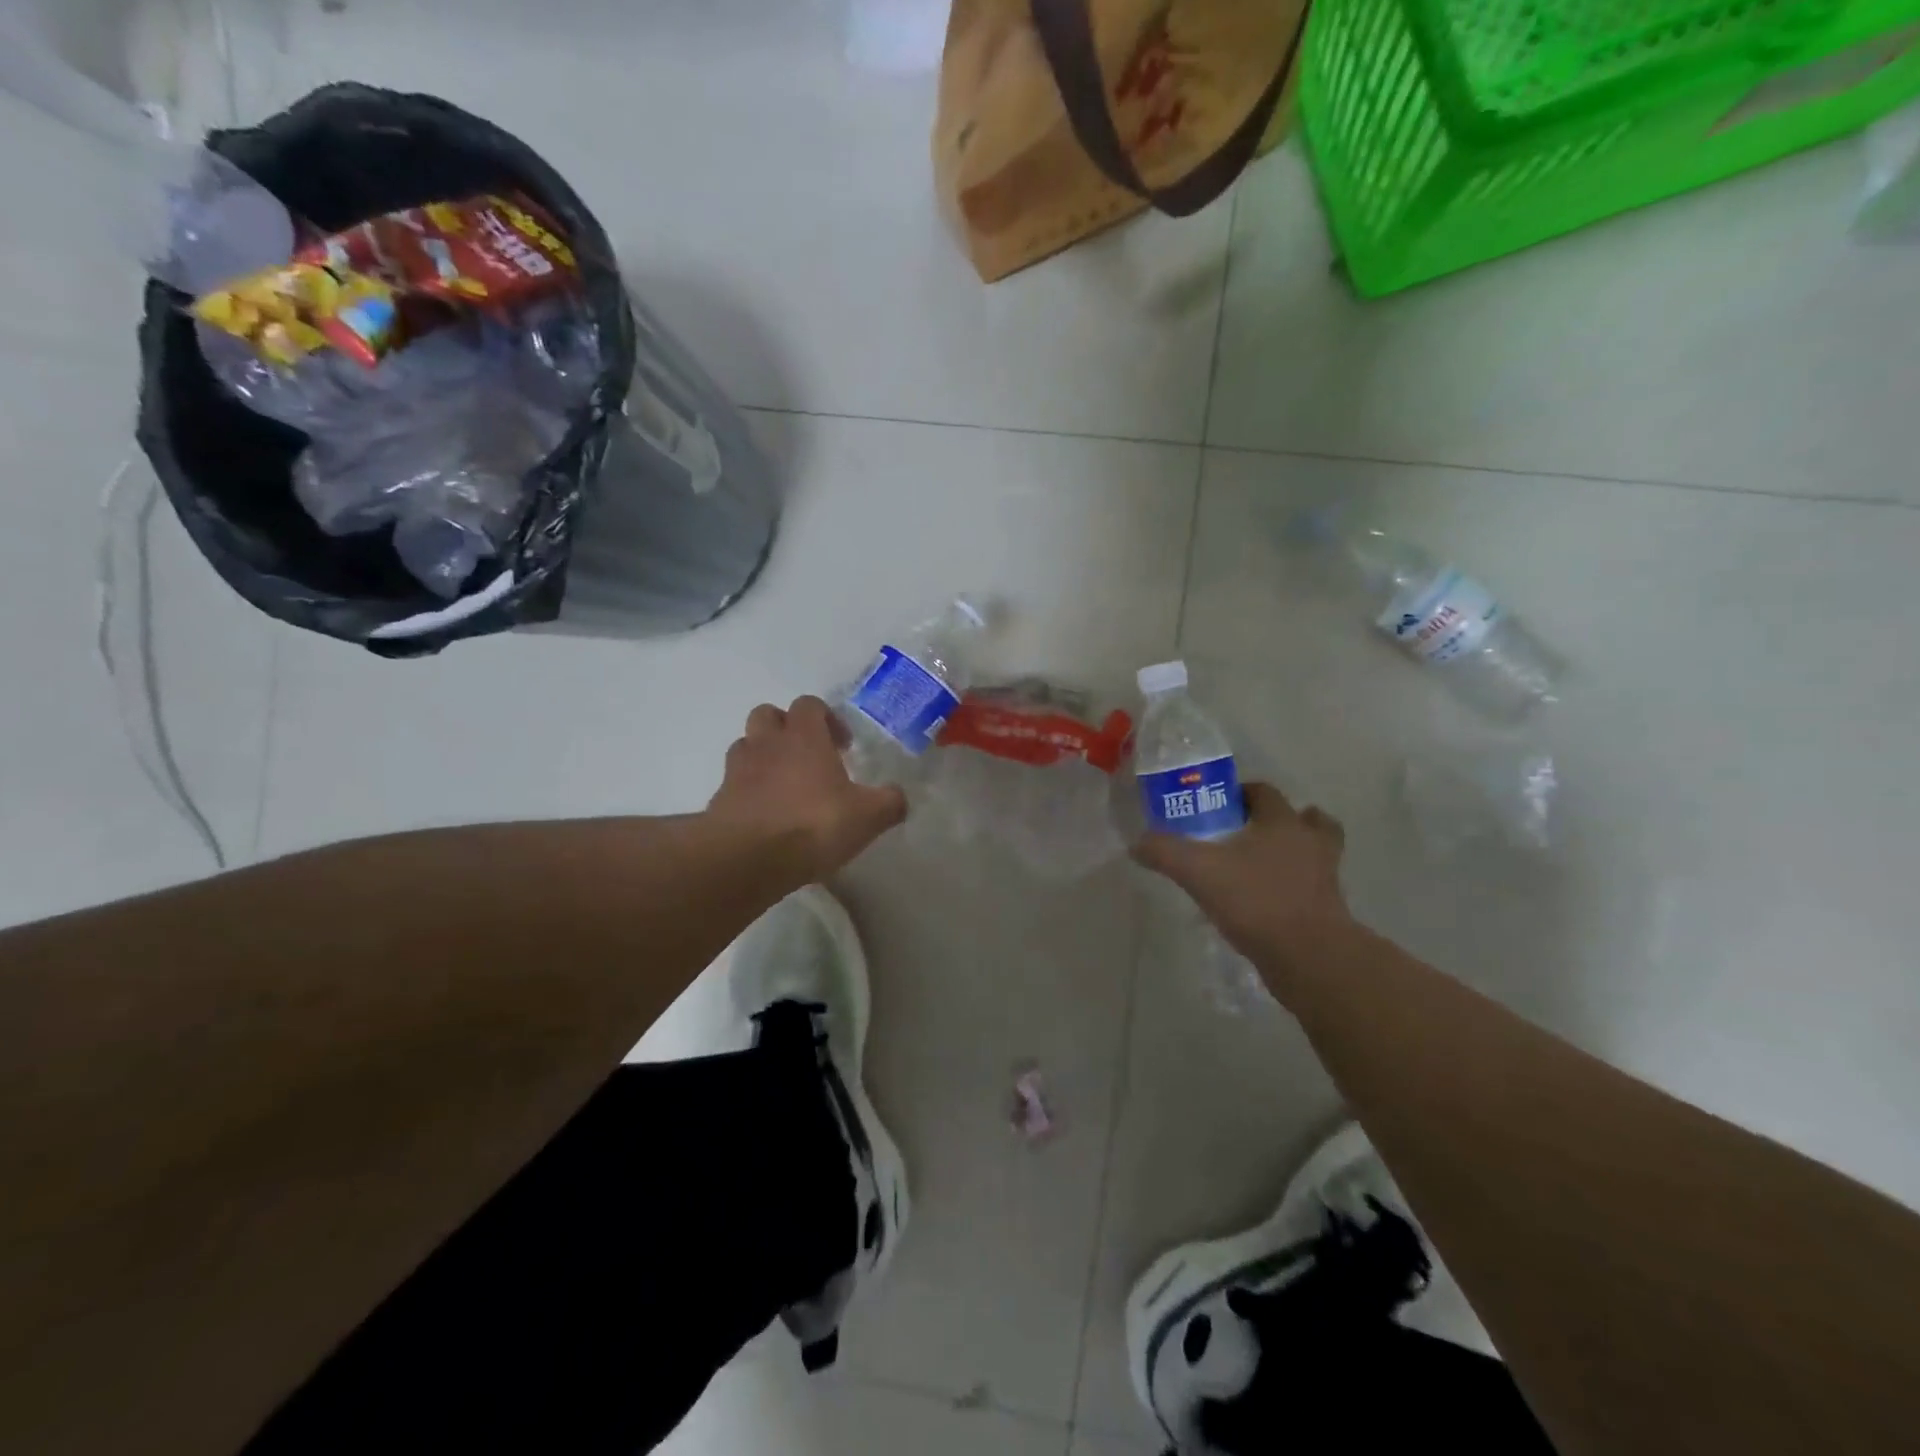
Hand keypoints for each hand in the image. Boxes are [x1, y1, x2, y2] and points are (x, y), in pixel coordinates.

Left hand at [707, 696, 907, 880]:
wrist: (748, 858)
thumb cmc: (813, 825)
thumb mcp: (868, 816)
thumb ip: (889, 802)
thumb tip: (898, 797)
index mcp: (804, 737)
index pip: (810, 705)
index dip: (827, 719)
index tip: (843, 747)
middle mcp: (767, 743)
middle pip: (768, 715)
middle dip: (788, 729)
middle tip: (809, 757)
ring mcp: (738, 770)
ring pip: (747, 746)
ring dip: (764, 757)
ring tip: (784, 785)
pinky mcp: (719, 800)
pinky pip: (734, 784)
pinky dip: (749, 792)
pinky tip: (767, 817)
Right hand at [1131, 782, 1353, 986]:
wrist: (1309, 957)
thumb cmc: (1256, 900)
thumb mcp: (1198, 872)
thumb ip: (1165, 852)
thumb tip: (1137, 843)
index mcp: (1282, 822)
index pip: (1264, 792)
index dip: (1241, 793)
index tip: (1217, 805)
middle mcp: (1310, 842)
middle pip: (1303, 818)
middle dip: (1275, 820)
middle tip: (1243, 833)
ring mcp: (1325, 876)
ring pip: (1315, 852)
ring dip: (1294, 852)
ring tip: (1262, 864)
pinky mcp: (1328, 910)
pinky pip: (1311, 887)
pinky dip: (1293, 887)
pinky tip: (1265, 901)